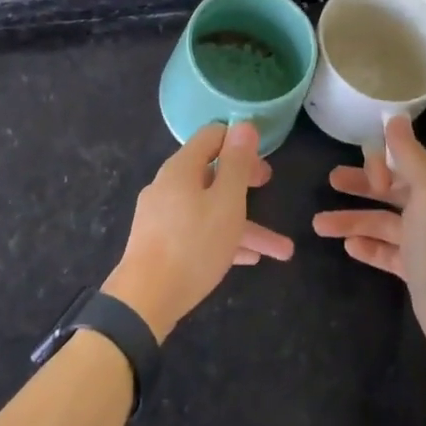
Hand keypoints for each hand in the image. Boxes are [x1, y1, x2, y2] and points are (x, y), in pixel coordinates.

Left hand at [103, 122, 293, 341]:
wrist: (145, 300)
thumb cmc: (193, 245)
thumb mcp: (226, 203)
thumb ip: (236, 164)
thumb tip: (243, 125)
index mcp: (181, 168)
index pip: (211, 137)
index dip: (239, 142)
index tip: (262, 156)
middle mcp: (168, 186)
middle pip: (211, 173)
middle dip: (244, 182)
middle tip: (269, 186)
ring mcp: (162, 215)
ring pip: (210, 209)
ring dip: (245, 225)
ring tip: (280, 250)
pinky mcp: (160, 242)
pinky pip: (197, 231)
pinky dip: (223, 239)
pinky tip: (248, 259)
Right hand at [312, 114, 425, 366]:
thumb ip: (409, 154)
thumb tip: (395, 117)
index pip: (405, 164)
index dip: (382, 164)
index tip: (366, 174)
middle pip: (391, 191)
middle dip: (361, 186)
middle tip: (330, 181)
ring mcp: (424, 243)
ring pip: (382, 223)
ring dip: (351, 220)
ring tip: (319, 225)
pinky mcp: (415, 270)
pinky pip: (386, 252)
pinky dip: (367, 246)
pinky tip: (347, 246)